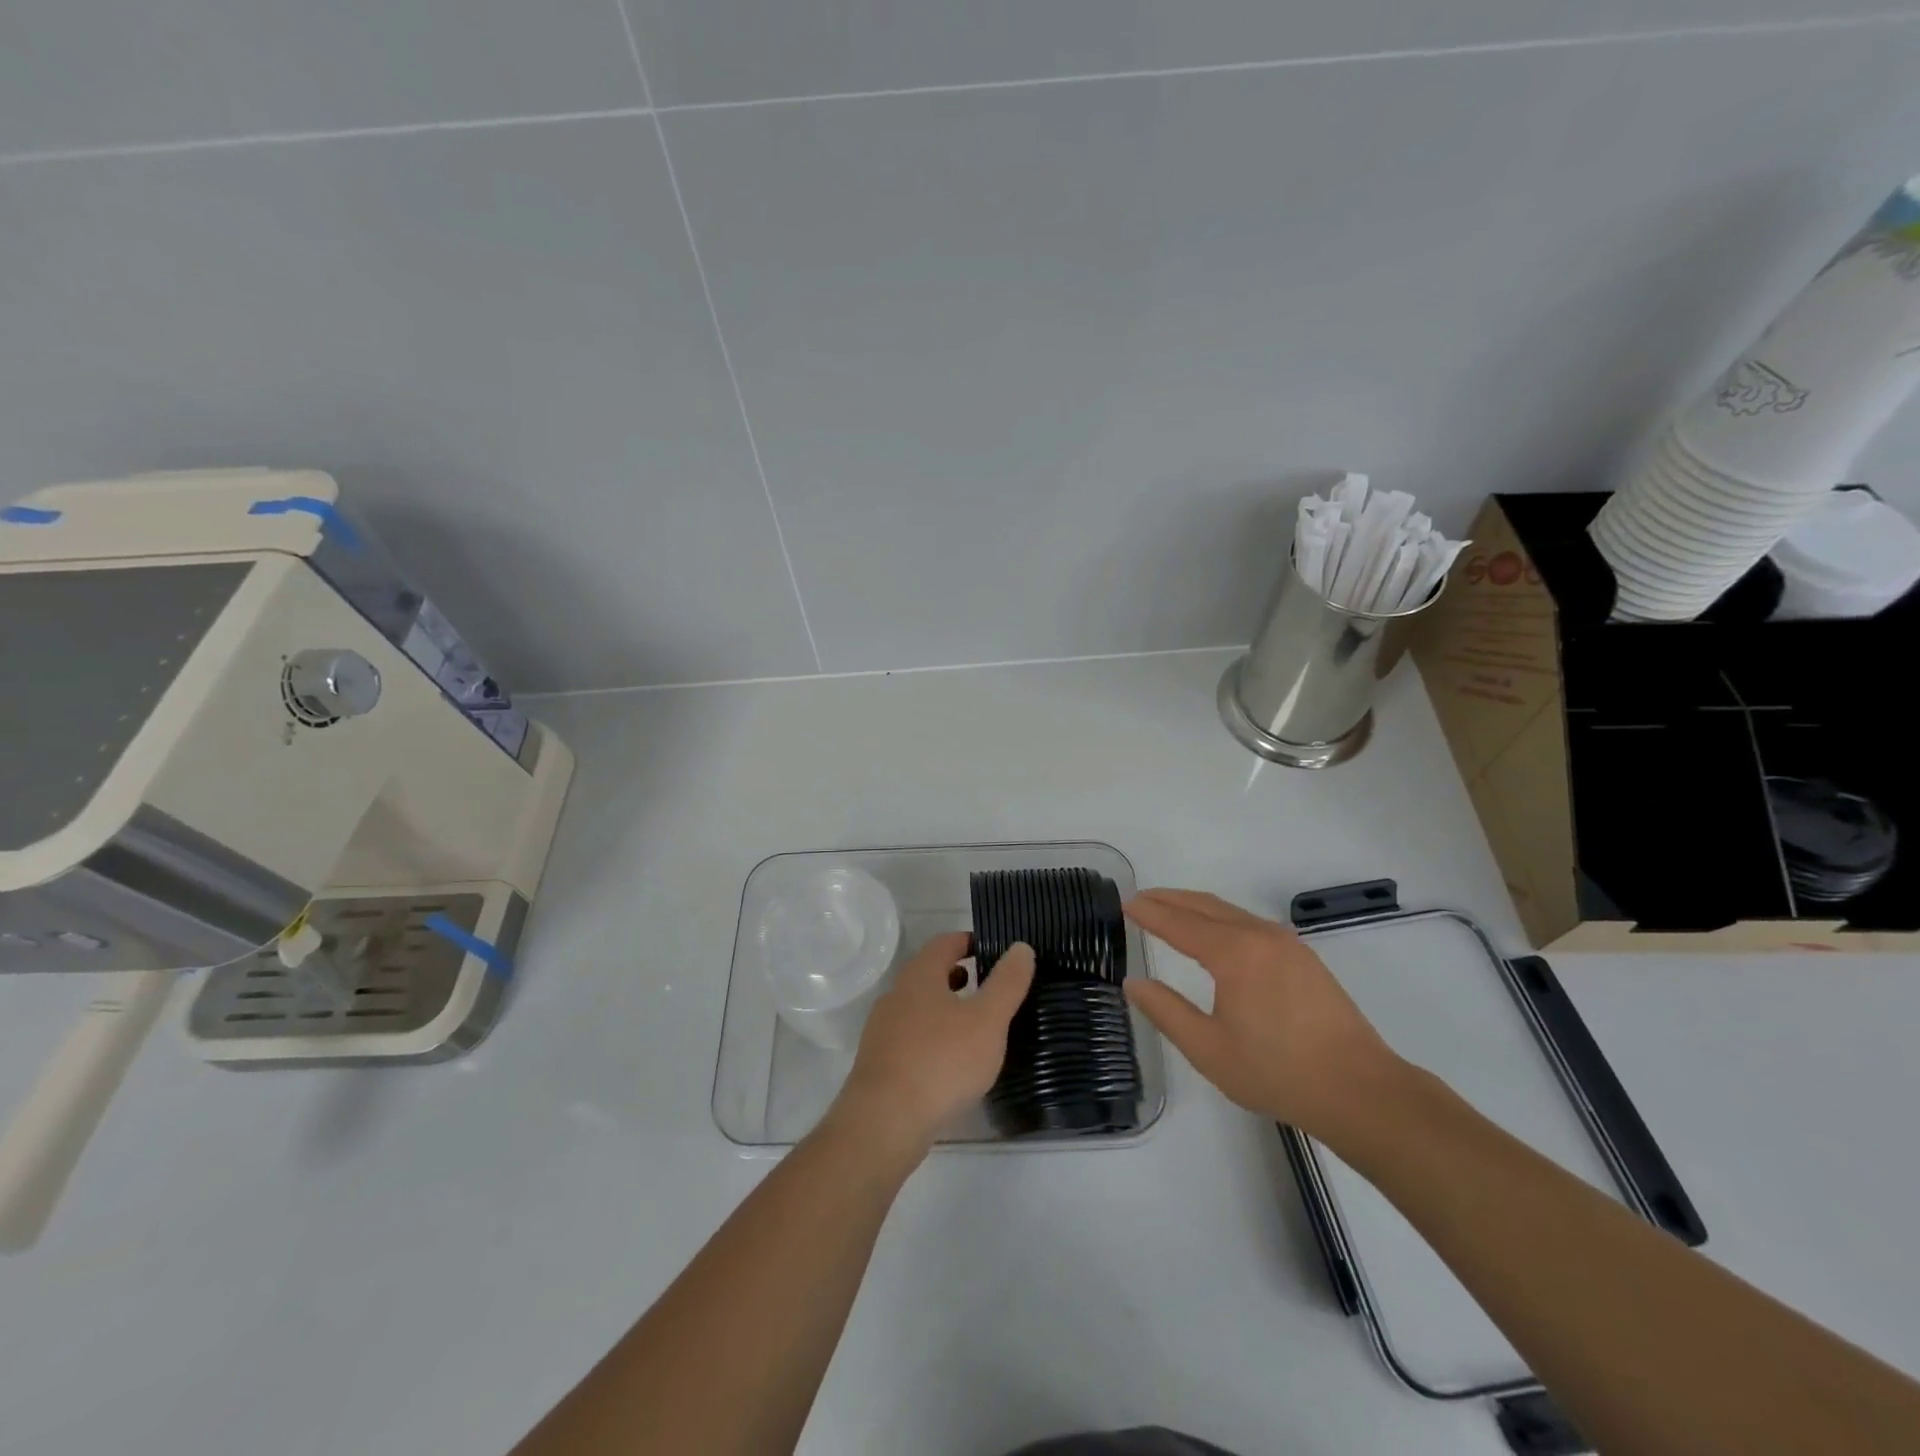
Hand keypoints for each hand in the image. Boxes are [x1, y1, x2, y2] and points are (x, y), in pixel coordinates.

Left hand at [831, 932, 1034, 1154]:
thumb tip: (1021, 947)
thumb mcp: (987, 1020)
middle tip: (991, 988)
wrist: (884, 1123)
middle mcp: (896, 995)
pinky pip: (912, 1038)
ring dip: (947, 1009)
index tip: (996, 952)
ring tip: (977, 1027)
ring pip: (920, 1007)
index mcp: (920, 975)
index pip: (946, 942)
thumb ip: (1007, 983)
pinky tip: (952, 1063)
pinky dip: (934, 1038)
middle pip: (931, 973)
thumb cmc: (941, 1062)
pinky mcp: (880, 1063)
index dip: (971, 942)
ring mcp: (883, 1030)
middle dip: (960, 976)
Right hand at [1123, 889, 1400, 1137]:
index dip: (1150, 912)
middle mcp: (1260, 935)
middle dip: (1170, 899)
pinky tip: (1215, 934)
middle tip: (1141, 899)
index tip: (1125, 903)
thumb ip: (1166, 1011)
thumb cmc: (1277, 1072)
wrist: (1359, 1091)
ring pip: (1230, 912)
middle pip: (1205, 906)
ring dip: (1196, 907)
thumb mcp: (1208, 1049)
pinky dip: (1221, 919)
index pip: (1180, 923)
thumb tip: (1134, 983)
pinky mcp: (1303, 957)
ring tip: (1170, 910)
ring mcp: (1286, 944)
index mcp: (1234, 953)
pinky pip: (1250, 923)